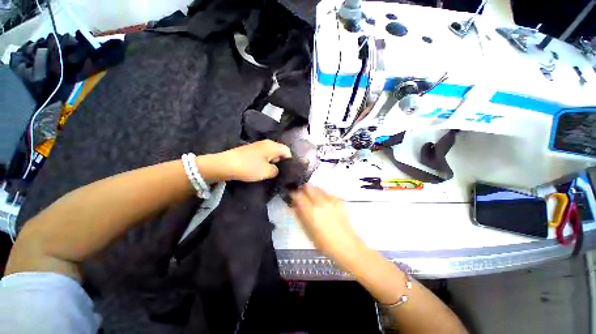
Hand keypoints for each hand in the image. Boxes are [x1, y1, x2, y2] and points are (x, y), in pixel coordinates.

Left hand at [212, 140, 291, 181]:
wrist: (225, 165)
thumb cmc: (249, 167)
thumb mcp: (268, 172)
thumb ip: (278, 171)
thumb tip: (278, 169)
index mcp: (273, 146)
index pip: (288, 151)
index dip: (289, 162)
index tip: (287, 172)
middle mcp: (267, 143)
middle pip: (280, 151)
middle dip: (281, 162)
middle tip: (279, 173)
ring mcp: (258, 145)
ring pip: (272, 154)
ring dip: (273, 162)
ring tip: (270, 172)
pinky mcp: (251, 150)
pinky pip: (264, 155)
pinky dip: (265, 161)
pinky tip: (261, 169)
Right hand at [290, 184, 364, 264]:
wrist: (348, 246)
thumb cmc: (325, 244)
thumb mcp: (308, 232)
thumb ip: (300, 216)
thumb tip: (293, 206)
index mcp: (312, 212)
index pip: (298, 195)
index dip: (293, 193)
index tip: (291, 195)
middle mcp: (321, 202)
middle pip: (308, 186)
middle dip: (303, 189)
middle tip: (302, 196)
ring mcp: (331, 200)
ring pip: (318, 188)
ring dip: (312, 191)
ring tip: (313, 200)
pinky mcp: (339, 200)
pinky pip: (327, 193)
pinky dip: (322, 195)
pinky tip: (323, 204)